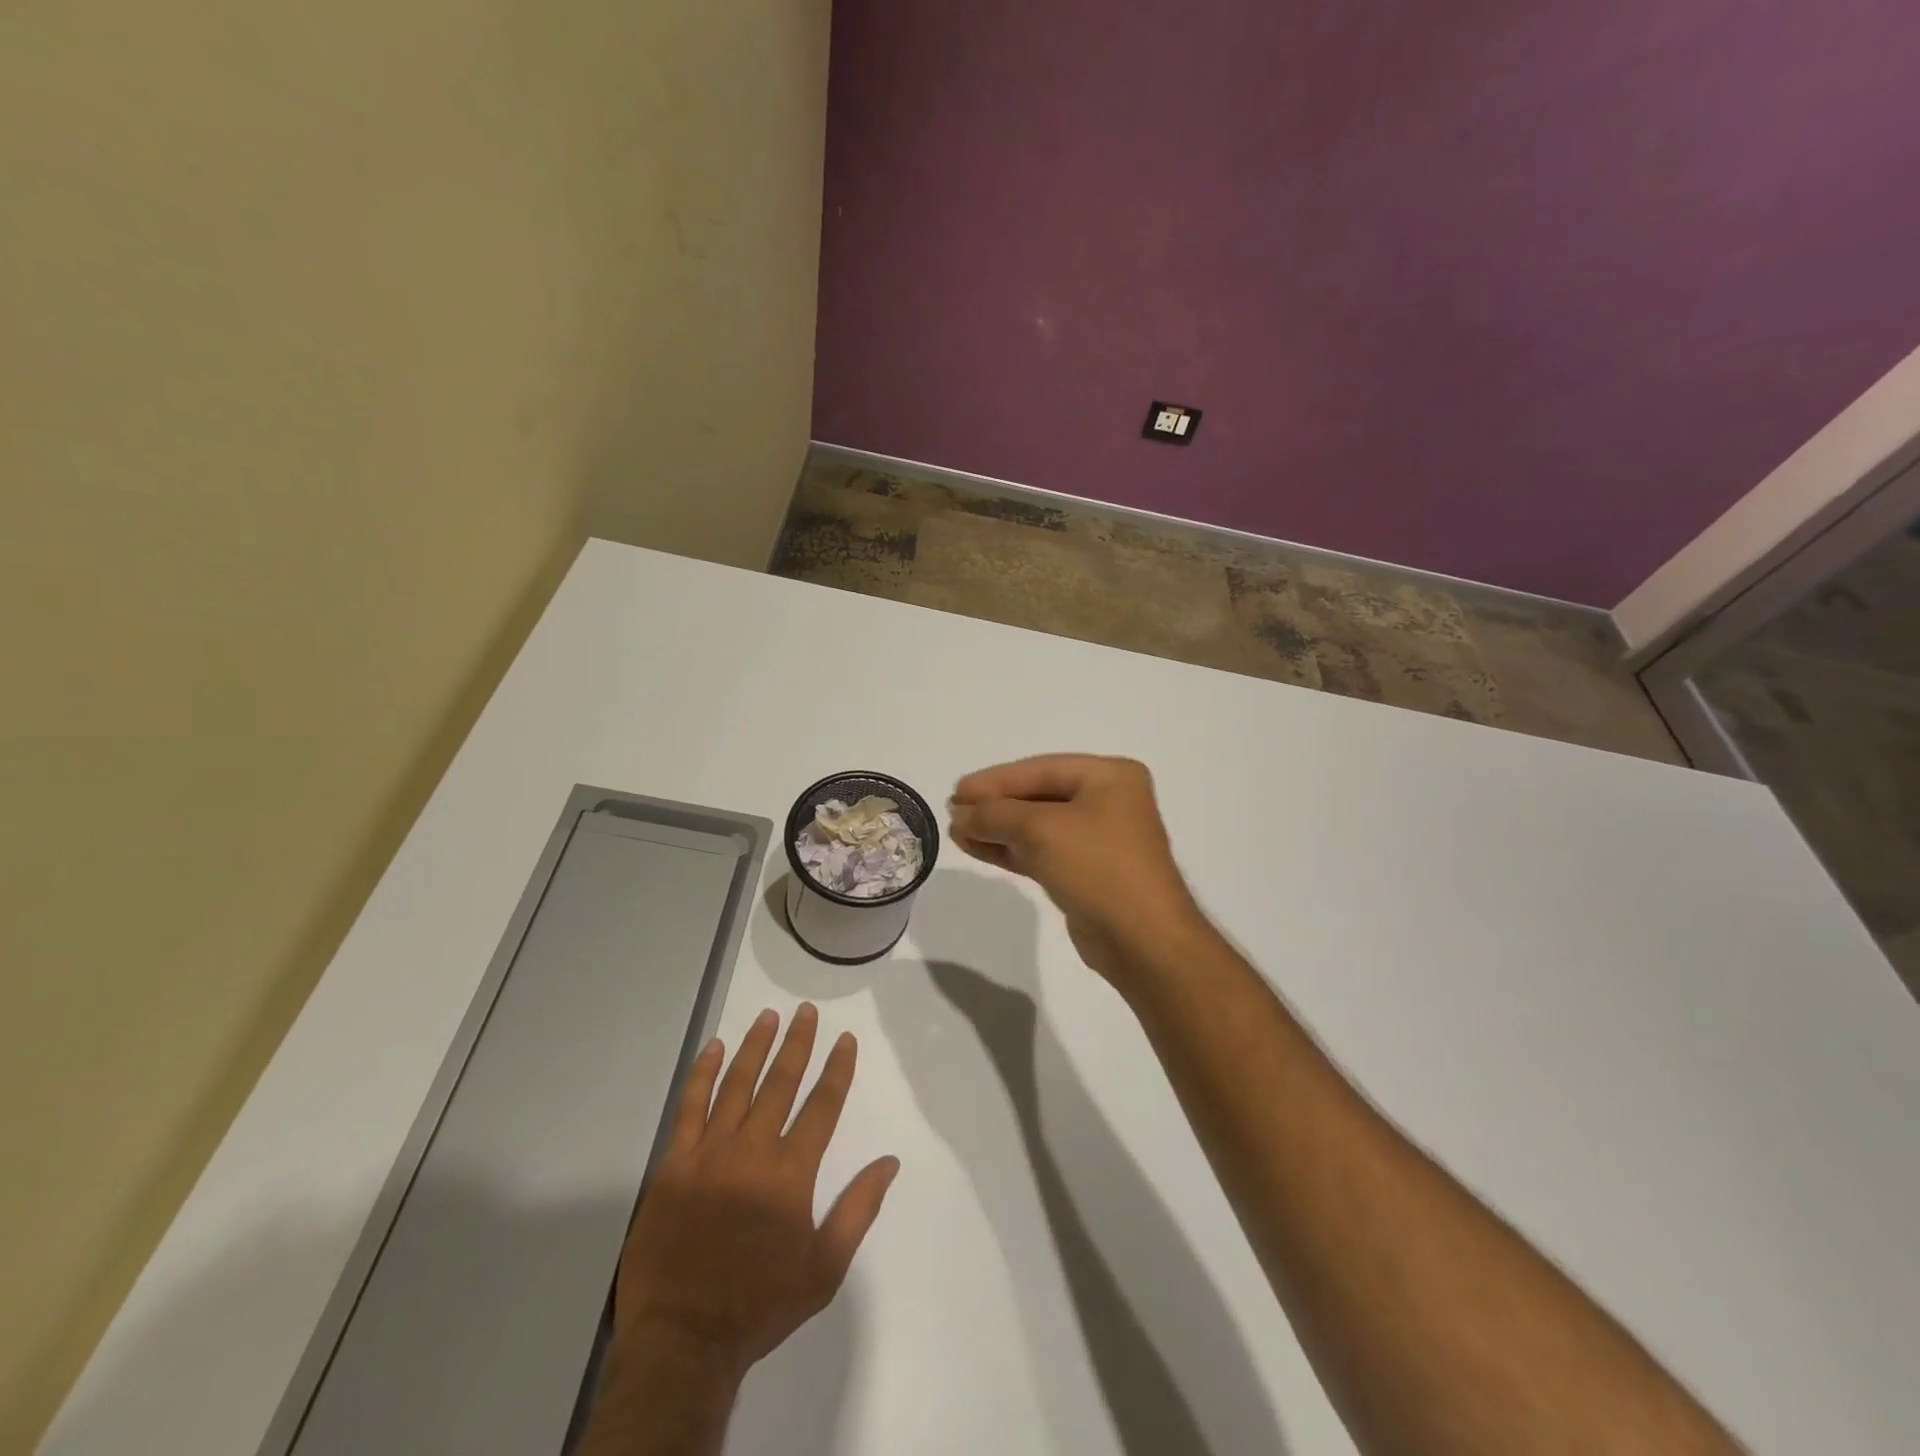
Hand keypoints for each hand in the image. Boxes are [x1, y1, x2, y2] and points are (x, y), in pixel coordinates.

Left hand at [611, 1003, 899, 1374]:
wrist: (683, 1342)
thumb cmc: (760, 1304)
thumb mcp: (824, 1268)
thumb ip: (858, 1210)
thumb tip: (890, 1162)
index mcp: (791, 1173)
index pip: (822, 1106)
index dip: (837, 1069)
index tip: (845, 1039)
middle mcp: (753, 1151)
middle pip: (781, 1083)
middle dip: (798, 1043)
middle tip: (806, 1011)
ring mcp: (710, 1154)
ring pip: (737, 1085)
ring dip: (755, 1047)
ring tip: (768, 1016)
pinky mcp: (674, 1165)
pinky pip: (689, 1108)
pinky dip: (703, 1075)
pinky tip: (714, 1049)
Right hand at [948, 755, 1205, 985]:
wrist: (1142, 940)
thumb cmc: (1098, 867)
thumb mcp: (1041, 830)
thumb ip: (996, 815)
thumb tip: (960, 814)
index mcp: (1110, 776)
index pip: (1040, 769)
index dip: (995, 780)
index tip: (956, 791)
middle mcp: (1108, 801)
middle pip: (1039, 796)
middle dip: (995, 806)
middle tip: (954, 812)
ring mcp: (1100, 838)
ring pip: (1038, 826)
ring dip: (998, 829)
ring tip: (957, 832)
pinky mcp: (1088, 871)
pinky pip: (1043, 851)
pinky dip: (1012, 849)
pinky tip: (978, 848)